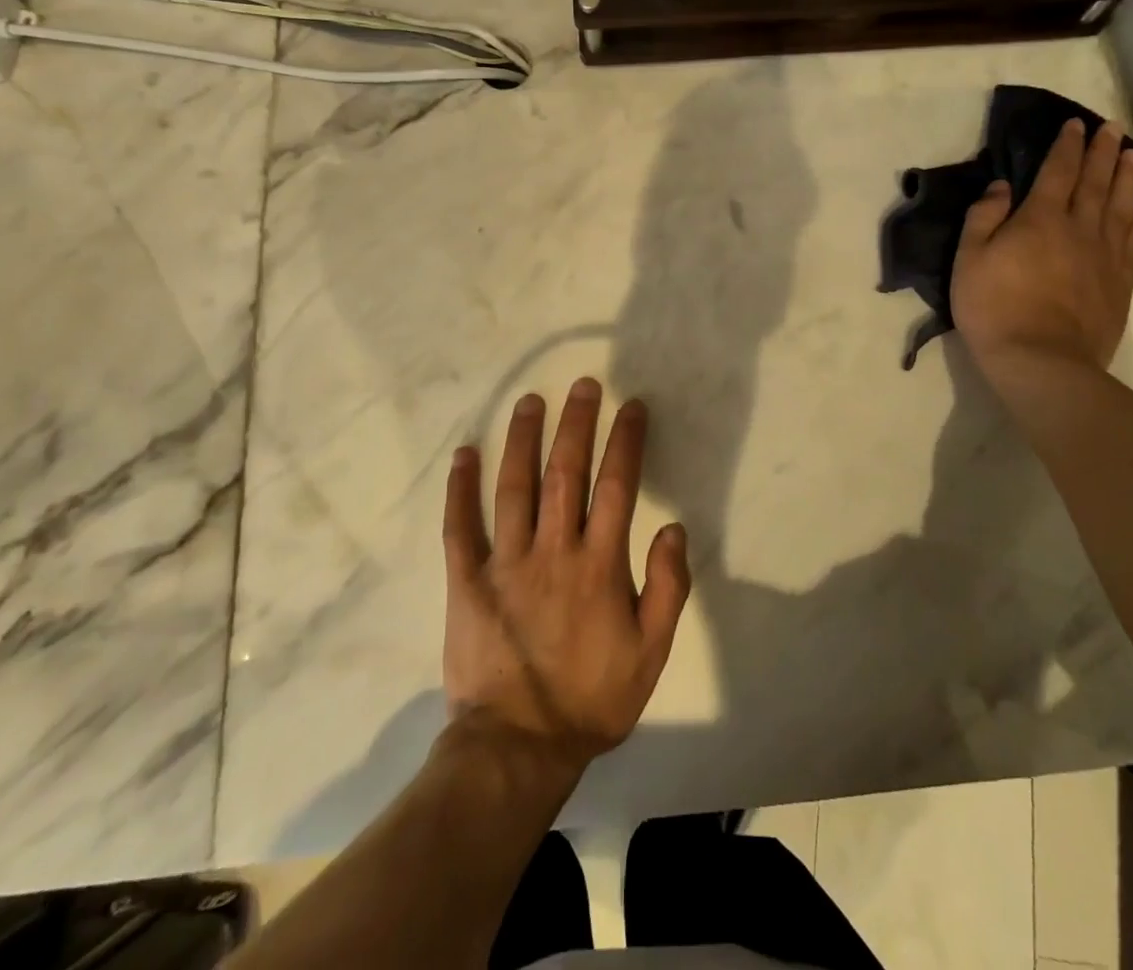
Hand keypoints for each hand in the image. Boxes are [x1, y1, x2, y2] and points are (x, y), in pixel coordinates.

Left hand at [442, 379, 690, 768]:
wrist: (518, 748)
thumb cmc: (592, 699)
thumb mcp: (651, 652)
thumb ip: (668, 587)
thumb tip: (672, 527)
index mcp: (599, 565)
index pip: (616, 485)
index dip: (625, 440)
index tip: (631, 406)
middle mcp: (553, 550)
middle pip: (565, 472)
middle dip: (576, 423)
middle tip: (582, 384)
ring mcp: (505, 563)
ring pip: (514, 487)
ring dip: (522, 439)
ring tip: (529, 401)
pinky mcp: (467, 581)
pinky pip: (461, 527)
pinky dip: (460, 489)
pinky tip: (464, 454)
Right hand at [950, 119, 1132, 382]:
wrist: (1040, 360)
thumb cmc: (994, 307)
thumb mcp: (969, 259)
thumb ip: (983, 217)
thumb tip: (1000, 185)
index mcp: (1040, 218)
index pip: (1058, 171)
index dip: (1067, 145)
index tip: (1075, 124)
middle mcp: (1079, 228)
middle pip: (1096, 181)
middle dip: (1104, 151)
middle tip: (1114, 128)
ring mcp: (1104, 255)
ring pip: (1121, 205)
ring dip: (1128, 177)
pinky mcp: (1120, 282)